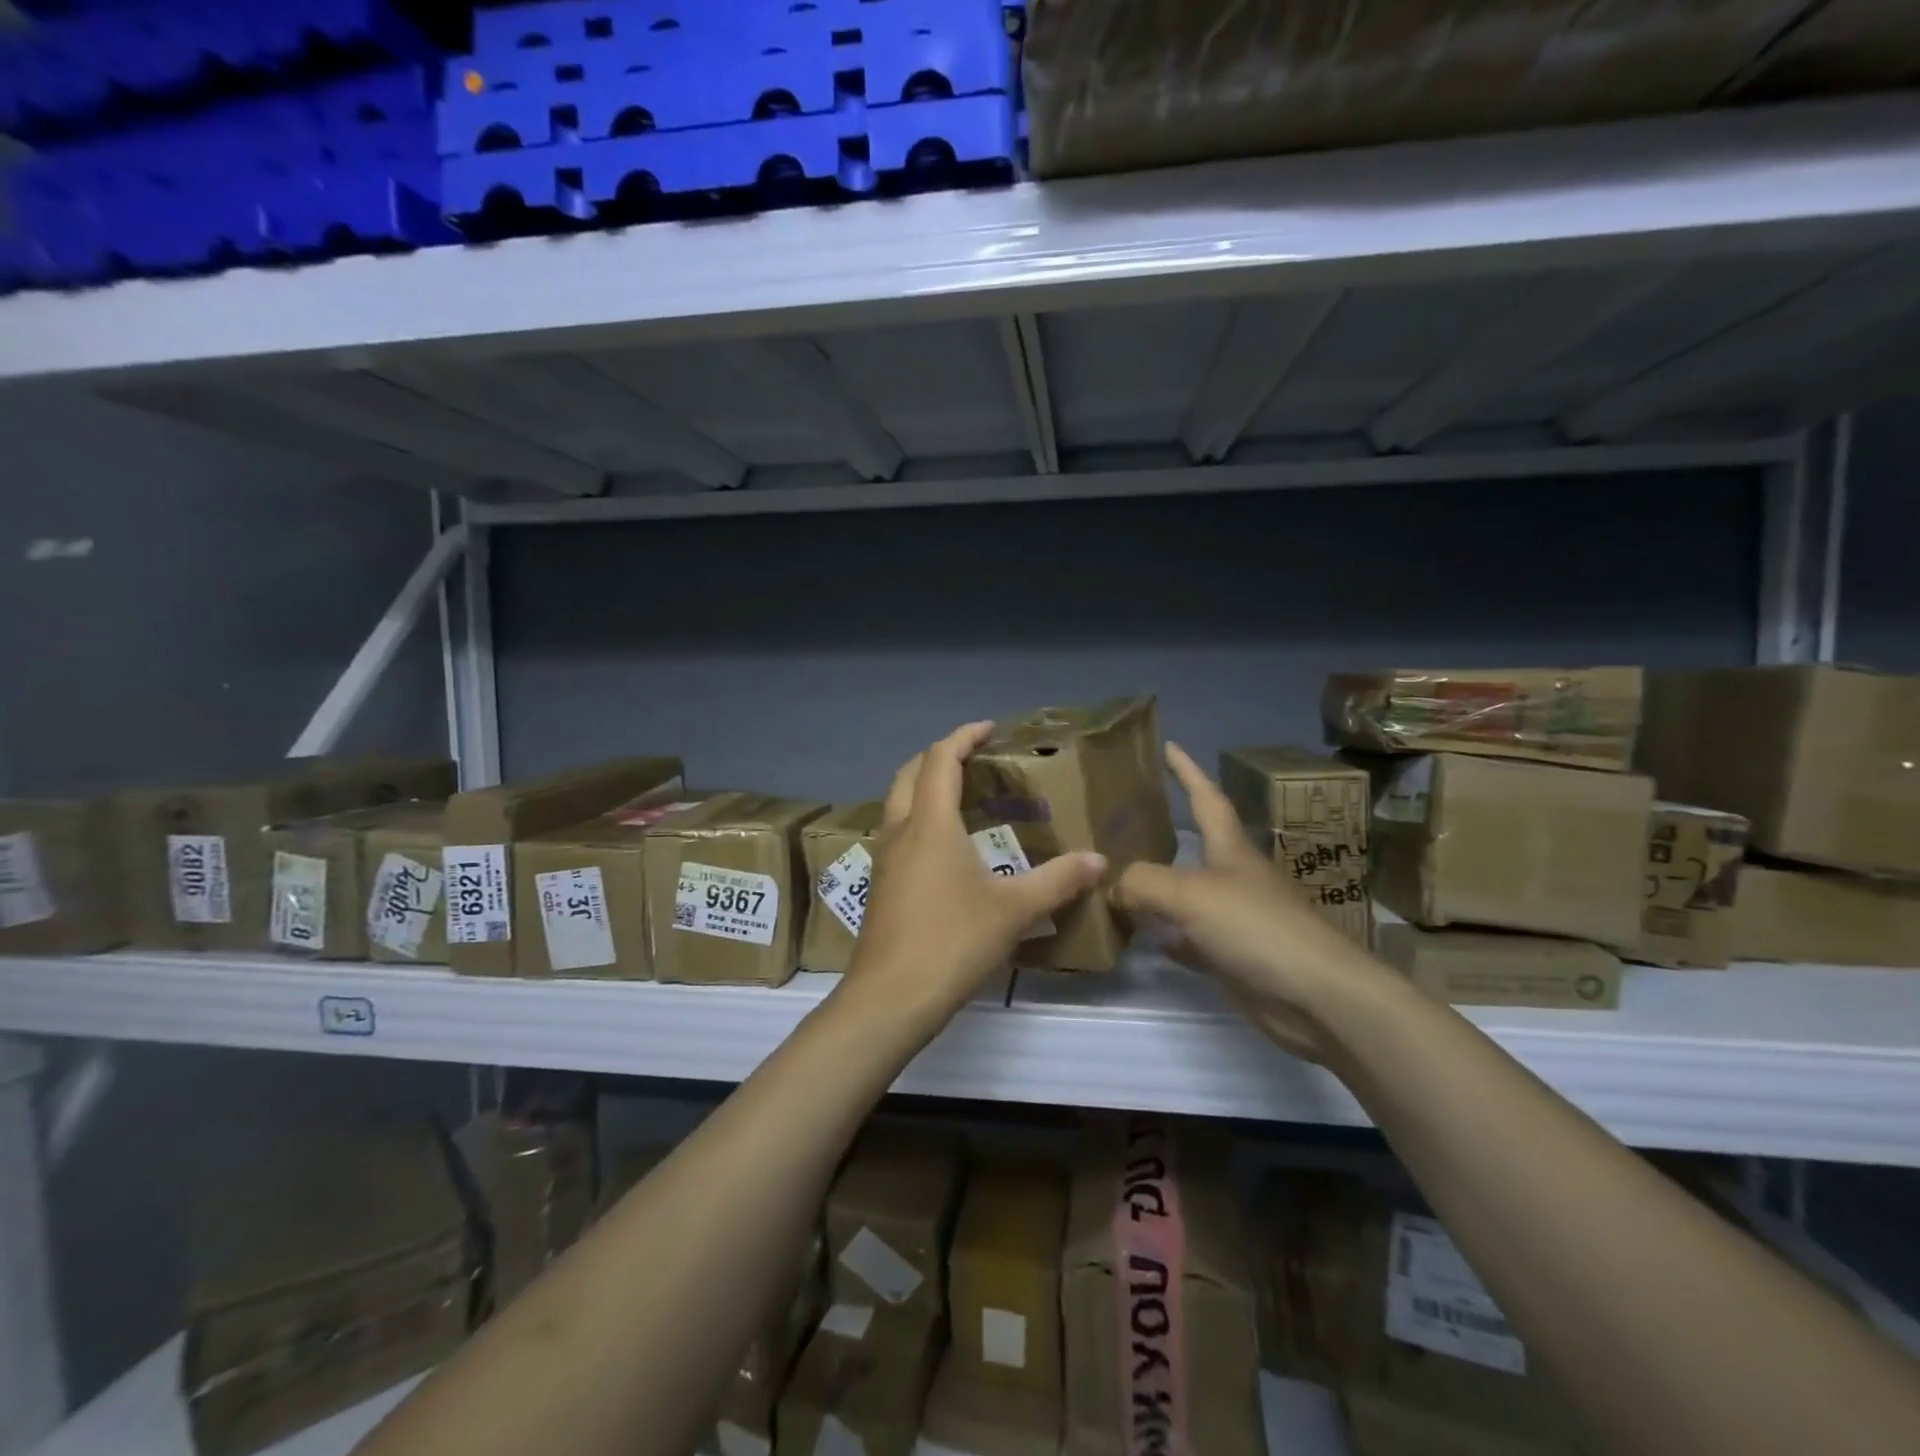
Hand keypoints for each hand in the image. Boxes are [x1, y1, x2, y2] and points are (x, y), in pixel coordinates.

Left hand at [841, 722, 1106, 1034]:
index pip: (940, 759)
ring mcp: (885, 860)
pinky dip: (920, 820)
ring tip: (964, 798)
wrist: (890, 998)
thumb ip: (1058, 880)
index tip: (990, 729)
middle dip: (939, 757)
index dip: (963, 737)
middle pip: (909, 774)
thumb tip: (1099, 860)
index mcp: (930, 823)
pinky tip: (947, 849)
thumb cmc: (952, 942)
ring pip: (898, 804)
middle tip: (975, 759)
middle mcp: (900, 831)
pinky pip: (898, 834)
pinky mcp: (881, 886)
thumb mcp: (1013, 910)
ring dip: (925, 789)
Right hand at [1112, 743, 1383, 1057]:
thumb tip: (1110, 885)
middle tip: (1124, 822)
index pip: (1206, 797)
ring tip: (1121, 881)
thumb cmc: (1256, 927)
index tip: (1169, 745)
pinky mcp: (1238, 957)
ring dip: (1161, 888)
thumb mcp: (1189, 894)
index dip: (1187, 771)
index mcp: (1231, 850)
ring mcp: (1239, 919)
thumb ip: (1142, 882)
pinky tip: (1149, 939)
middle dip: (1166, 831)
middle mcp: (1235, 878)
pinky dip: (1171, 936)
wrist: (1316, 996)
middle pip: (1198, 846)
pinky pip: (1194, 940)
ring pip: (1190, 895)